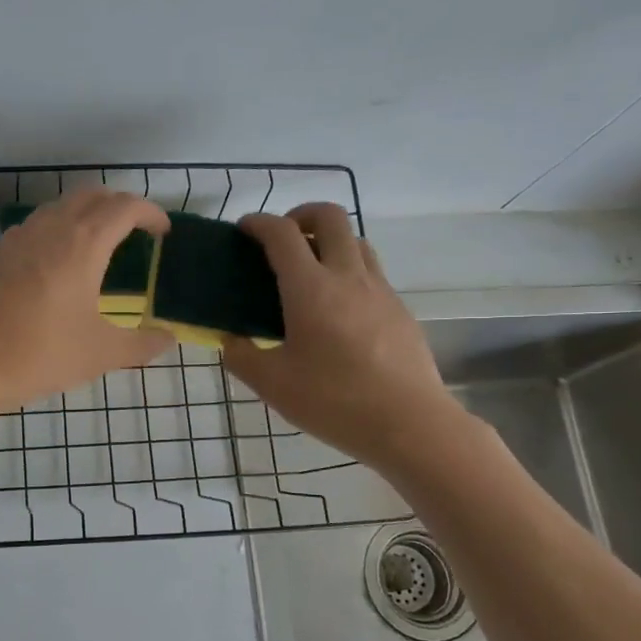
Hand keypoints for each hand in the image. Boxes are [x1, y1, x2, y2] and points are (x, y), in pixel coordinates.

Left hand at [0, 190, 173, 418]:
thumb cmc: (39, 355)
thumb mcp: (100, 355)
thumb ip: (141, 345)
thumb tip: (168, 339)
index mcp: (83, 244)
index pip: (125, 207)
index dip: (150, 213)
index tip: (163, 232)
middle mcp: (50, 228)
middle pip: (92, 195)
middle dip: (120, 206)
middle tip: (136, 232)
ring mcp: (18, 237)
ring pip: (60, 207)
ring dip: (86, 213)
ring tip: (100, 244)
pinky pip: (36, 225)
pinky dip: (58, 228)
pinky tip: (57, 263)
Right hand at [223, 203, 468, 472]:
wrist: (410, 424)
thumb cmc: (334, 401)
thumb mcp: (272, 384)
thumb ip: (241, 356)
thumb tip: (230, 339)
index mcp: (310, 289)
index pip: (281, 234)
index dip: (258, 223)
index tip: (243, 230)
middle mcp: (348, 276)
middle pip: (329, 217)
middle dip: (300, 215)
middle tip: (282, 240)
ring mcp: (380, 290)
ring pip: (356, 240)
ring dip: (329, 240)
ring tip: (310, 270)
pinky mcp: (400, 309)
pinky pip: (372, 272)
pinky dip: (349, 270)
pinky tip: (338, 308)